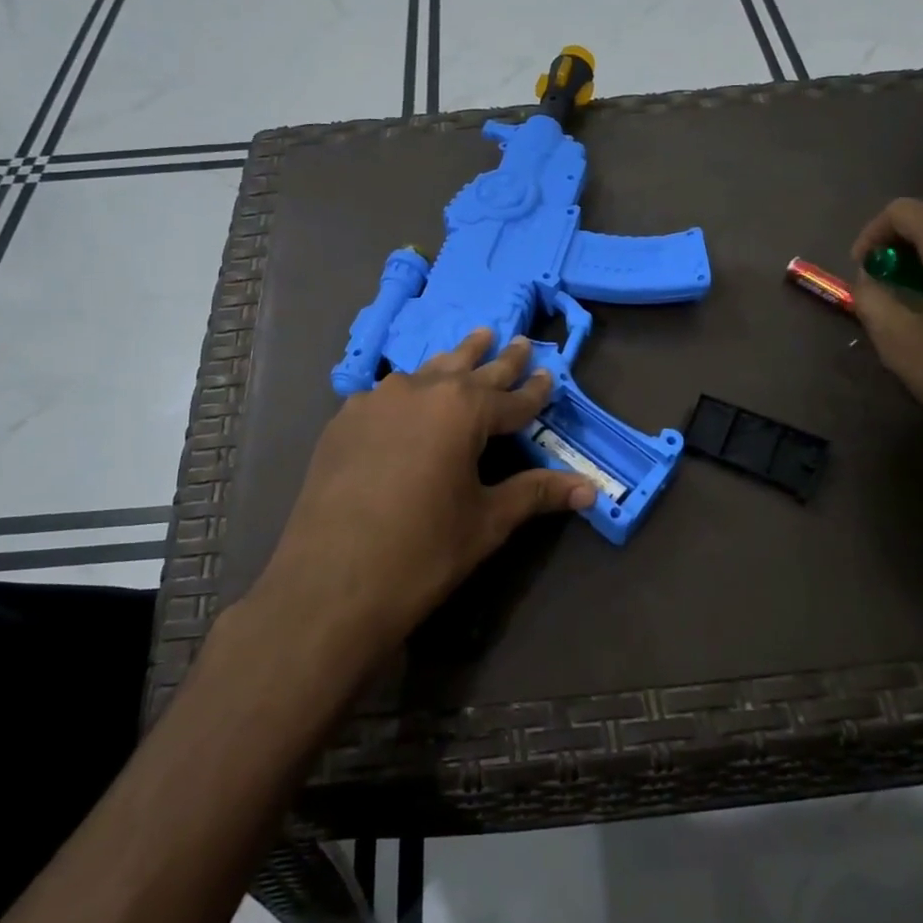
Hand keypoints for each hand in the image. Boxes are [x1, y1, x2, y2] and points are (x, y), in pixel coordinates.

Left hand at [249, 329, 595, 664]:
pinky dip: (410, 389)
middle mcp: (422, 390)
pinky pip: (387, 392)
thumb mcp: (487, 521)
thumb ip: (536, 493)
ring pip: (427, 372)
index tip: (550, 374)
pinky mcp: (345, 419)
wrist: (331, 582)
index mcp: (463, 410)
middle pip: (470, 370)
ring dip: (454, 361)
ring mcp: (377, 400)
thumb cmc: (423, 551)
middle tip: (519, 340)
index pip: (512, 397)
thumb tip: (591, 489)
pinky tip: (409, 394)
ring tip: (472, 342)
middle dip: (499, 359)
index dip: (535, 390)